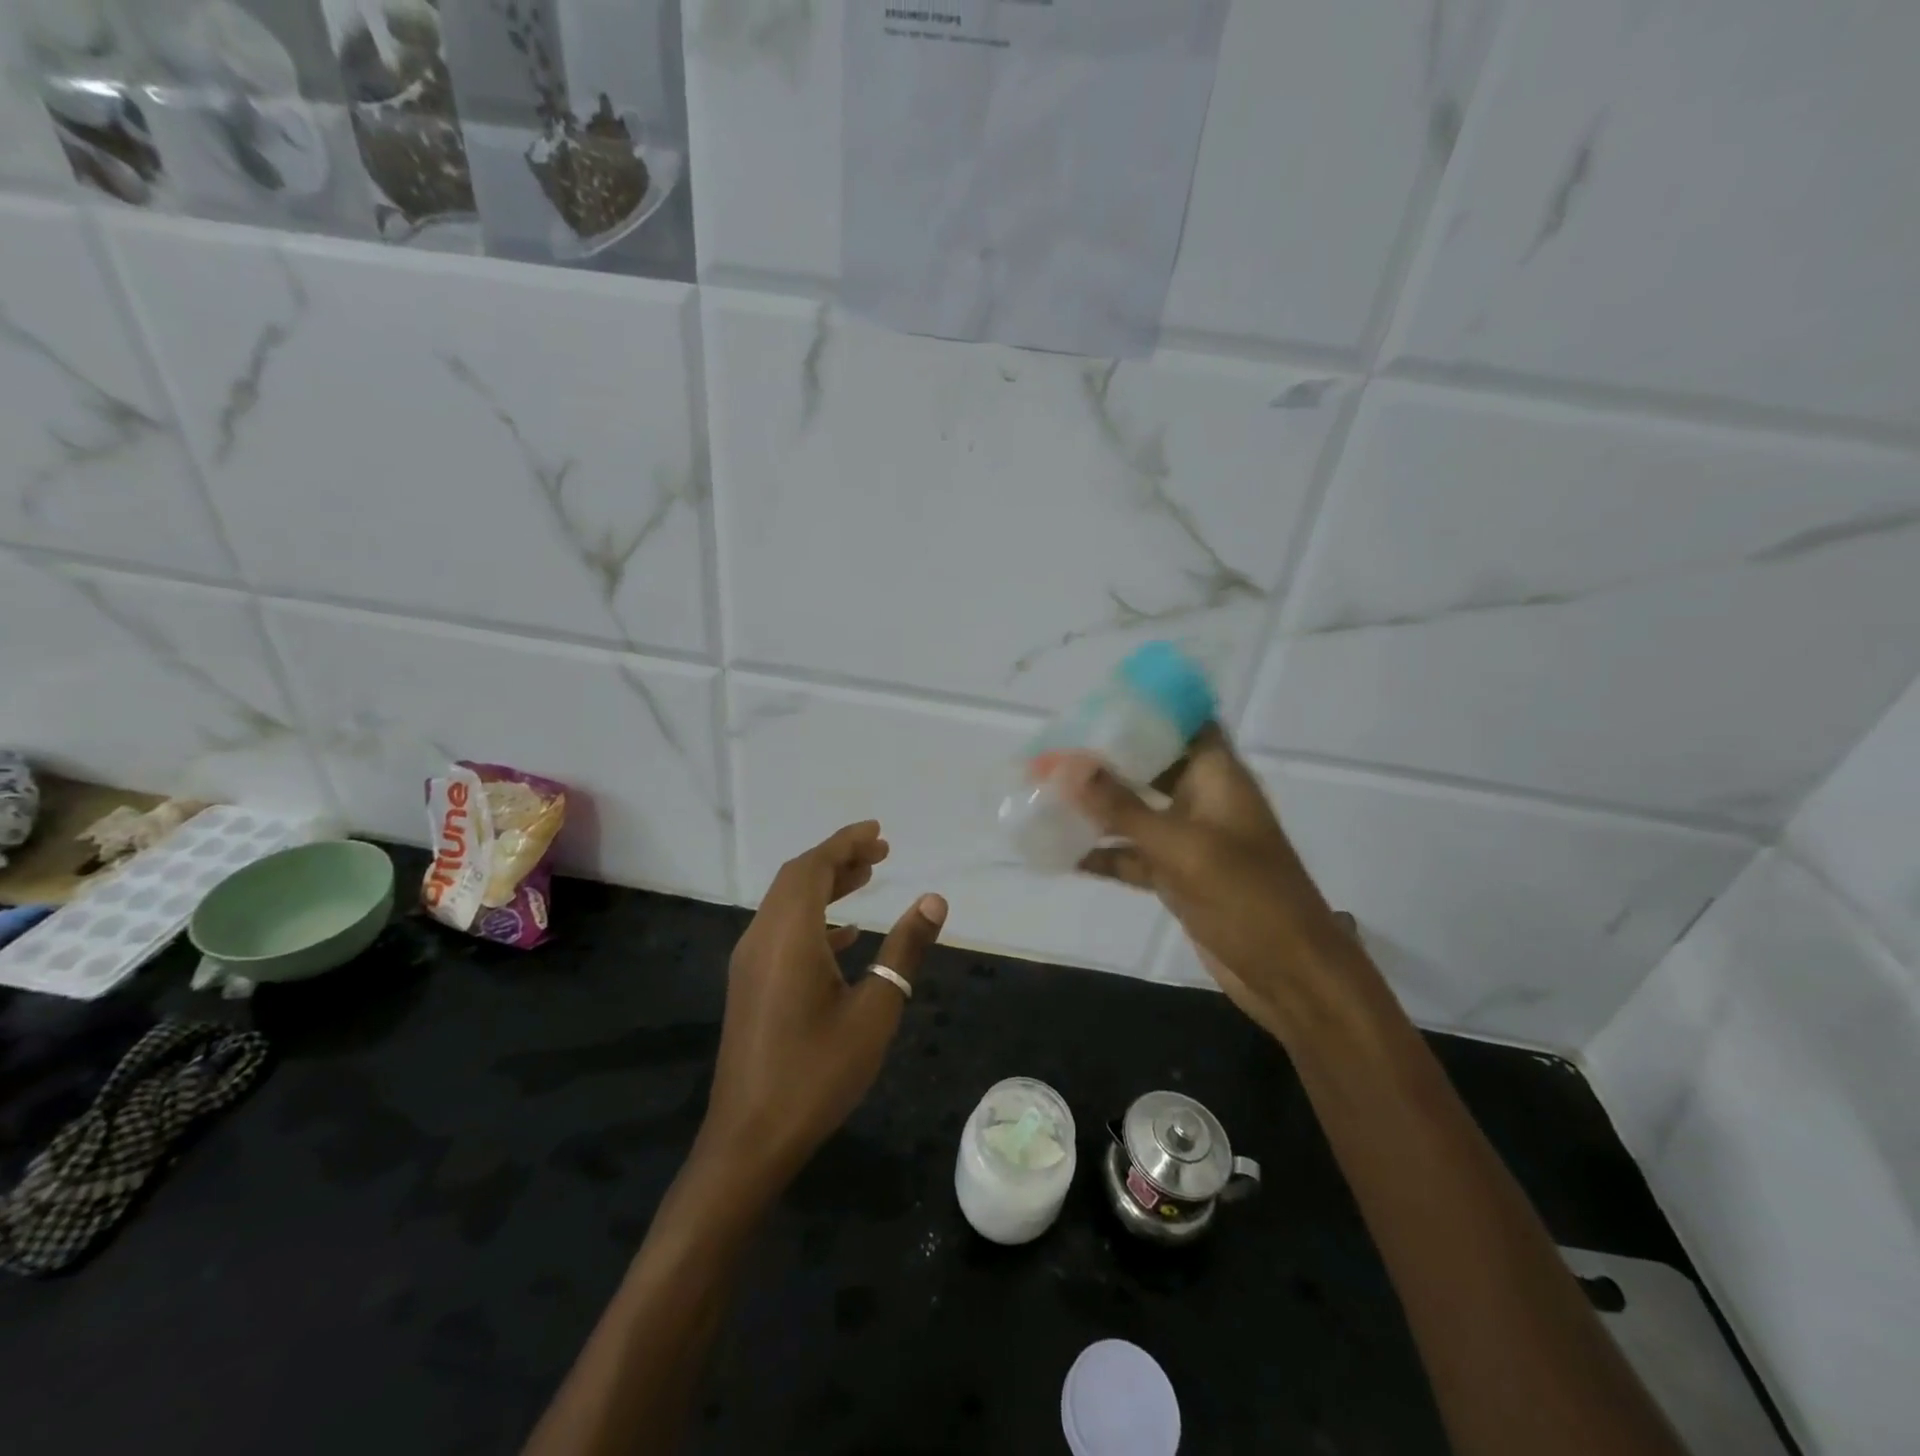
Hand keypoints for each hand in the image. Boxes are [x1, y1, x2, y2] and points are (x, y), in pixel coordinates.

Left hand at [699, 821, 947, 1195]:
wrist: (750, 1140)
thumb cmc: (817, 1073)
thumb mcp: (875, 1011)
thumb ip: (904, 950)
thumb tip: (934, 899)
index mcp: (788, 936)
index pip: (813, 867)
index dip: (845, 843)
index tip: (879, 832)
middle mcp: (762, 939)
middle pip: (796, 878)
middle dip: (837, 859)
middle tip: (881, 854)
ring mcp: (750, 963)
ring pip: (787, 904)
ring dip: (825, 886)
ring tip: (867, 880)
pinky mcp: (750, 986)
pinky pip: (782, 931)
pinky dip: (814, 919)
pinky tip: (845, 935)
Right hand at [1052, 727, 1360, 1044]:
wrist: (1289, 973)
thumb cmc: (1247, 895)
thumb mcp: (1182, 847)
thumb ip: (1123, 808)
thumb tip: (1068, 767)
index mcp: (1218, 777)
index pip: (1186, 722)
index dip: (1149, 709)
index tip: (1099, 703)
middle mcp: (1202, 800)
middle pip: (1151, 765)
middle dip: (1106, 758)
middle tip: (1056, 749)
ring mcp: (1189, 841)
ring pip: (1135, 813)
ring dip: (1096, 807)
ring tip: (1044, 794)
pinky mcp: (1177, 877)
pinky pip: (1132, 856)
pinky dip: (1102, 854)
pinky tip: (1060, 853)